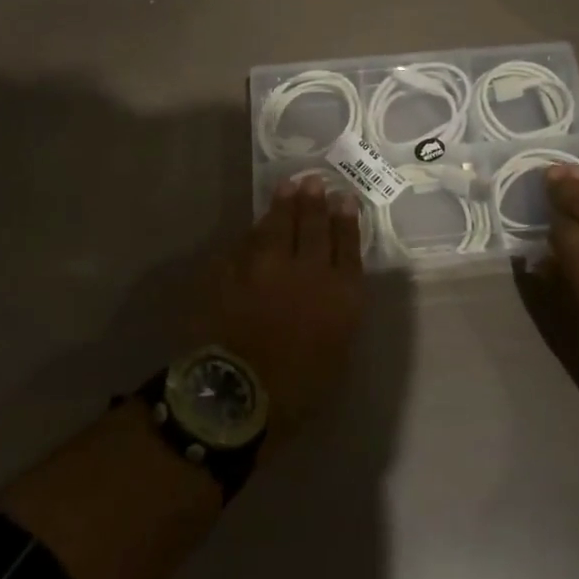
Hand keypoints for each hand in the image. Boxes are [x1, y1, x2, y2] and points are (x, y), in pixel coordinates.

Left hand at [199, 177, 365, 436]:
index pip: (347, 244)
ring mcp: (266, 265)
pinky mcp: (231, 270)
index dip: (346, 219)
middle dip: (315, 202)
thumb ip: (337, 315)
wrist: (237, 397)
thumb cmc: (297, 391)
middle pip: (314, 226)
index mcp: (341, 294)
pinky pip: (243, 244)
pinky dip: (251, 235)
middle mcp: (307, 269)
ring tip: (287, 188)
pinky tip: (253, 228)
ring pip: (277, 226)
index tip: (344, 198)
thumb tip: (331, 292)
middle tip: (313, 182)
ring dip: (284, 205)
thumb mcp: (336, 353)